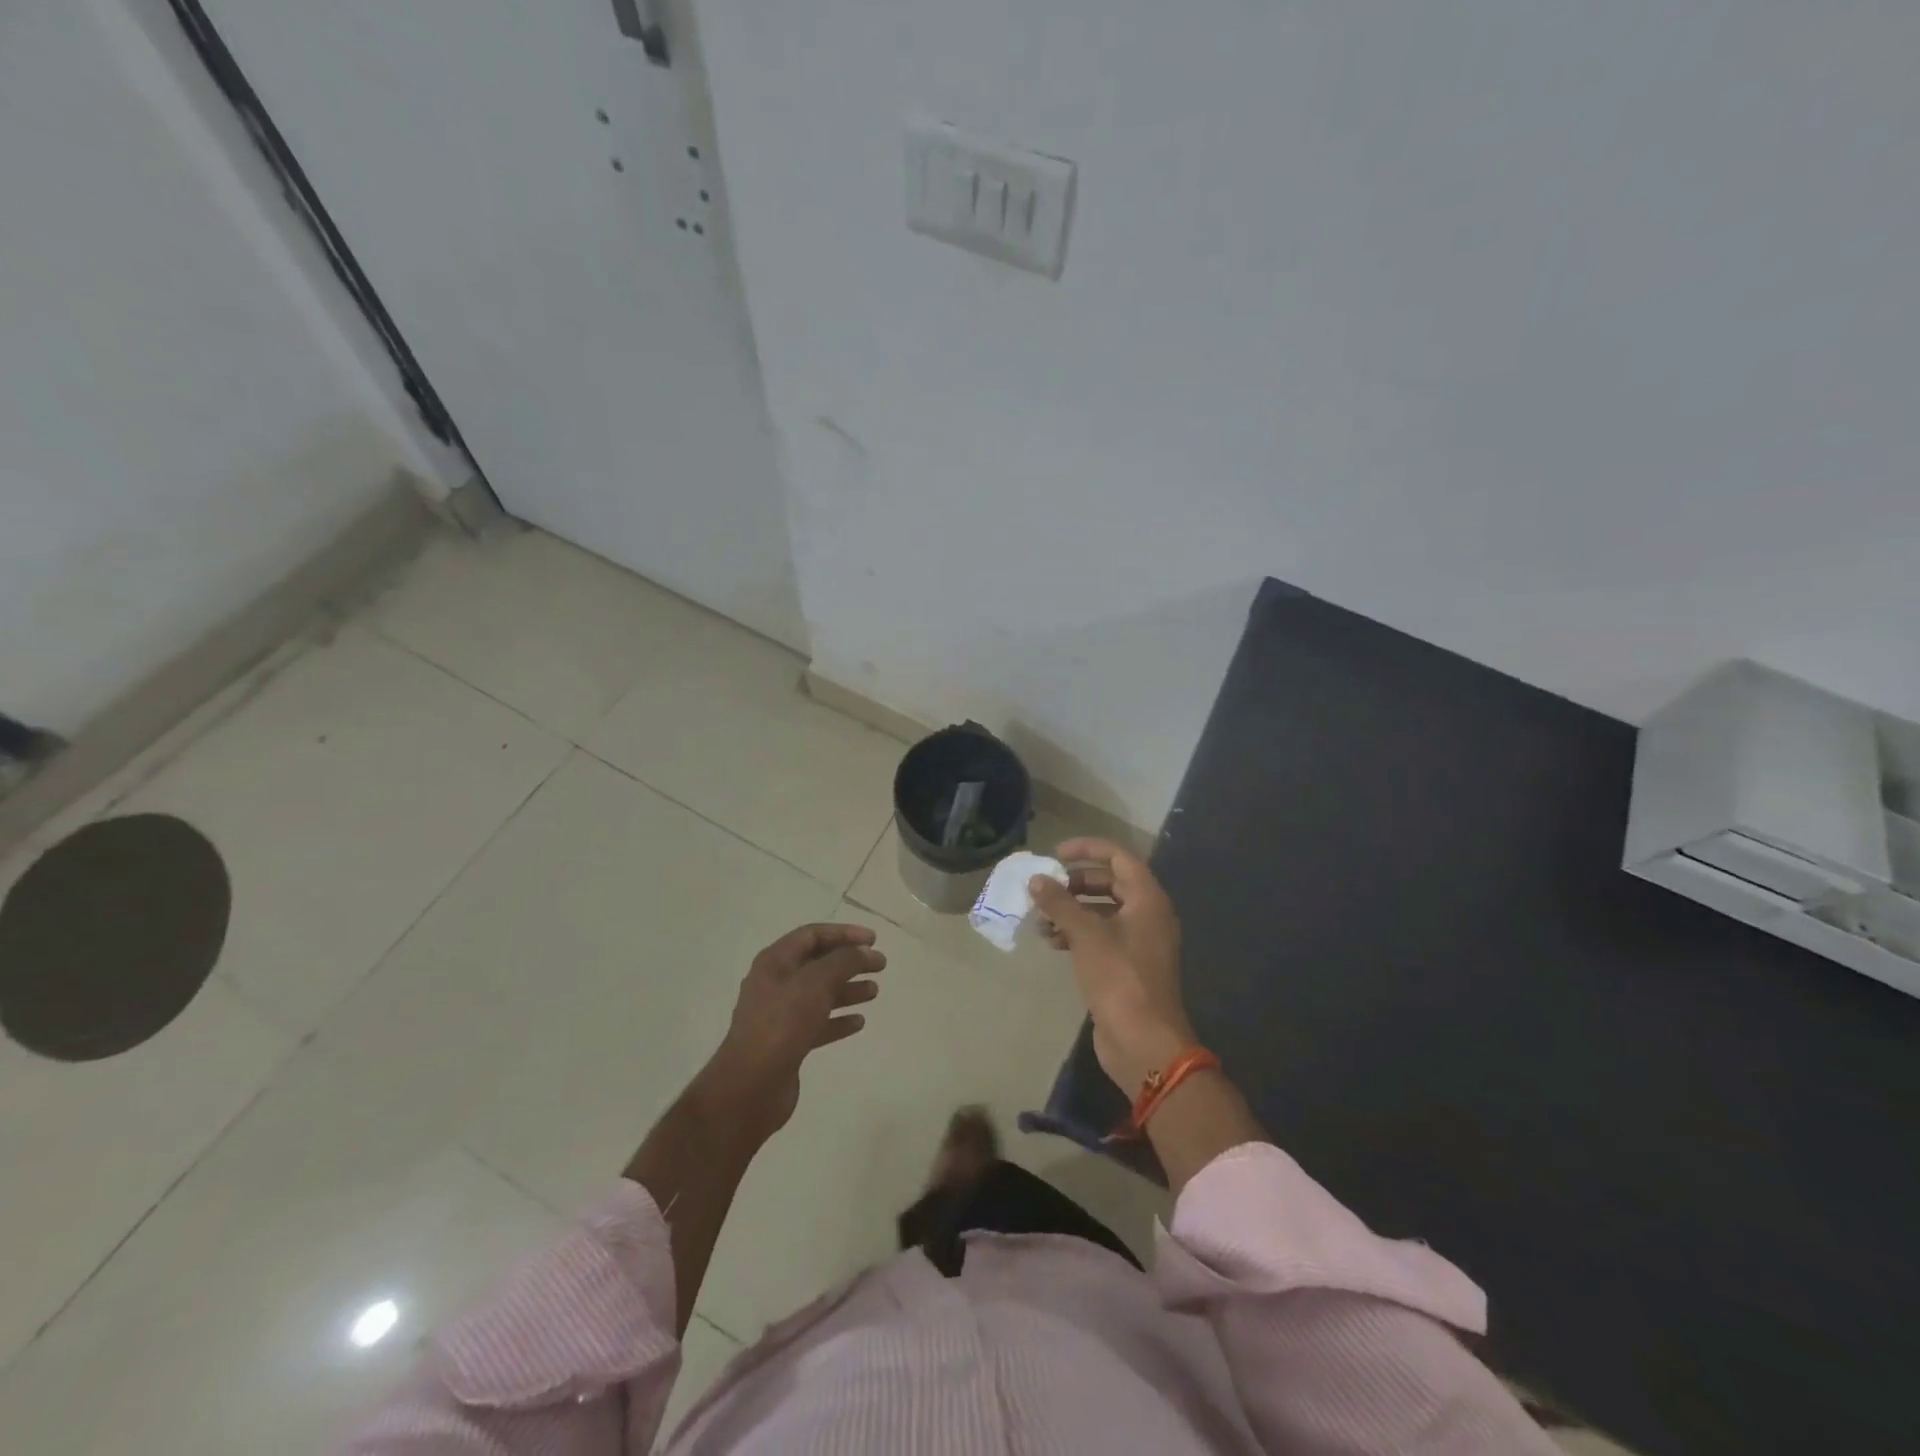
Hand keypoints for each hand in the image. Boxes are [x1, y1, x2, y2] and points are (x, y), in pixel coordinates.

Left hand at [701, 923, 884, 1141]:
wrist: (750, 1087)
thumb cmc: (782, 1025)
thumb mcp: (816, 983)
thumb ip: (844, 962)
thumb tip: (867, 952)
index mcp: (775, 962)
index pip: (812, 935)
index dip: (844, 933)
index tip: (873, 940)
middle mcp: (776, 983)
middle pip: (818, 963)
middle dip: (849, 961)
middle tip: (880, 965)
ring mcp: (780, 1015)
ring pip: (820, 994)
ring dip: (847, 989)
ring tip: (874, 992)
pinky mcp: (788, 1043)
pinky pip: (818, 1023)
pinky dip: (839, 1020)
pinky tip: (859, 1022)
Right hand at [1029, 839, 1194, 1093]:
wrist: (1144, 1043)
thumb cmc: (1119, 978)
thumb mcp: (1086, 935)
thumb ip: (1060, 903)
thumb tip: (1036, 880)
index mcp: (1148, 900)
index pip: (1119, 857)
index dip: (1087, 849)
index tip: (1055, 854)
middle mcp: (1148, 915)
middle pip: (1110, 883)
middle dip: (1075, 883)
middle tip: (1046, 888)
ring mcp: (1139, 942)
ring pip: (1102, 912)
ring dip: (1071, 910)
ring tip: (1040, 920)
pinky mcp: (1127, 966)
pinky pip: (1100, 937)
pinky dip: (1077, 933)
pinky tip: (1052, 942)